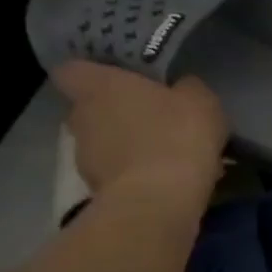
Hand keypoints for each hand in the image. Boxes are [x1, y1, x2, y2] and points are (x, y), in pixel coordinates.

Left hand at [52, 61, 227, 197]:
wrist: (160, 202)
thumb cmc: (176, 135)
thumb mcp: (200, 101)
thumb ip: (187, 89)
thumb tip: (183, 89)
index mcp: (98, 86)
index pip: (72, 70)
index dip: (93, 73)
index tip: (117, 78)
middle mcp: (80, 118)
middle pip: (88, 109)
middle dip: (115, 113)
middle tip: (149, 117)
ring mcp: (85, 159)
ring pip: (103, 145)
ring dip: (126, 147)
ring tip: (163, 155)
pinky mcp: (96, 192)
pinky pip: (117, 176)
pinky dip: (135, 176)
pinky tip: (166, 181)